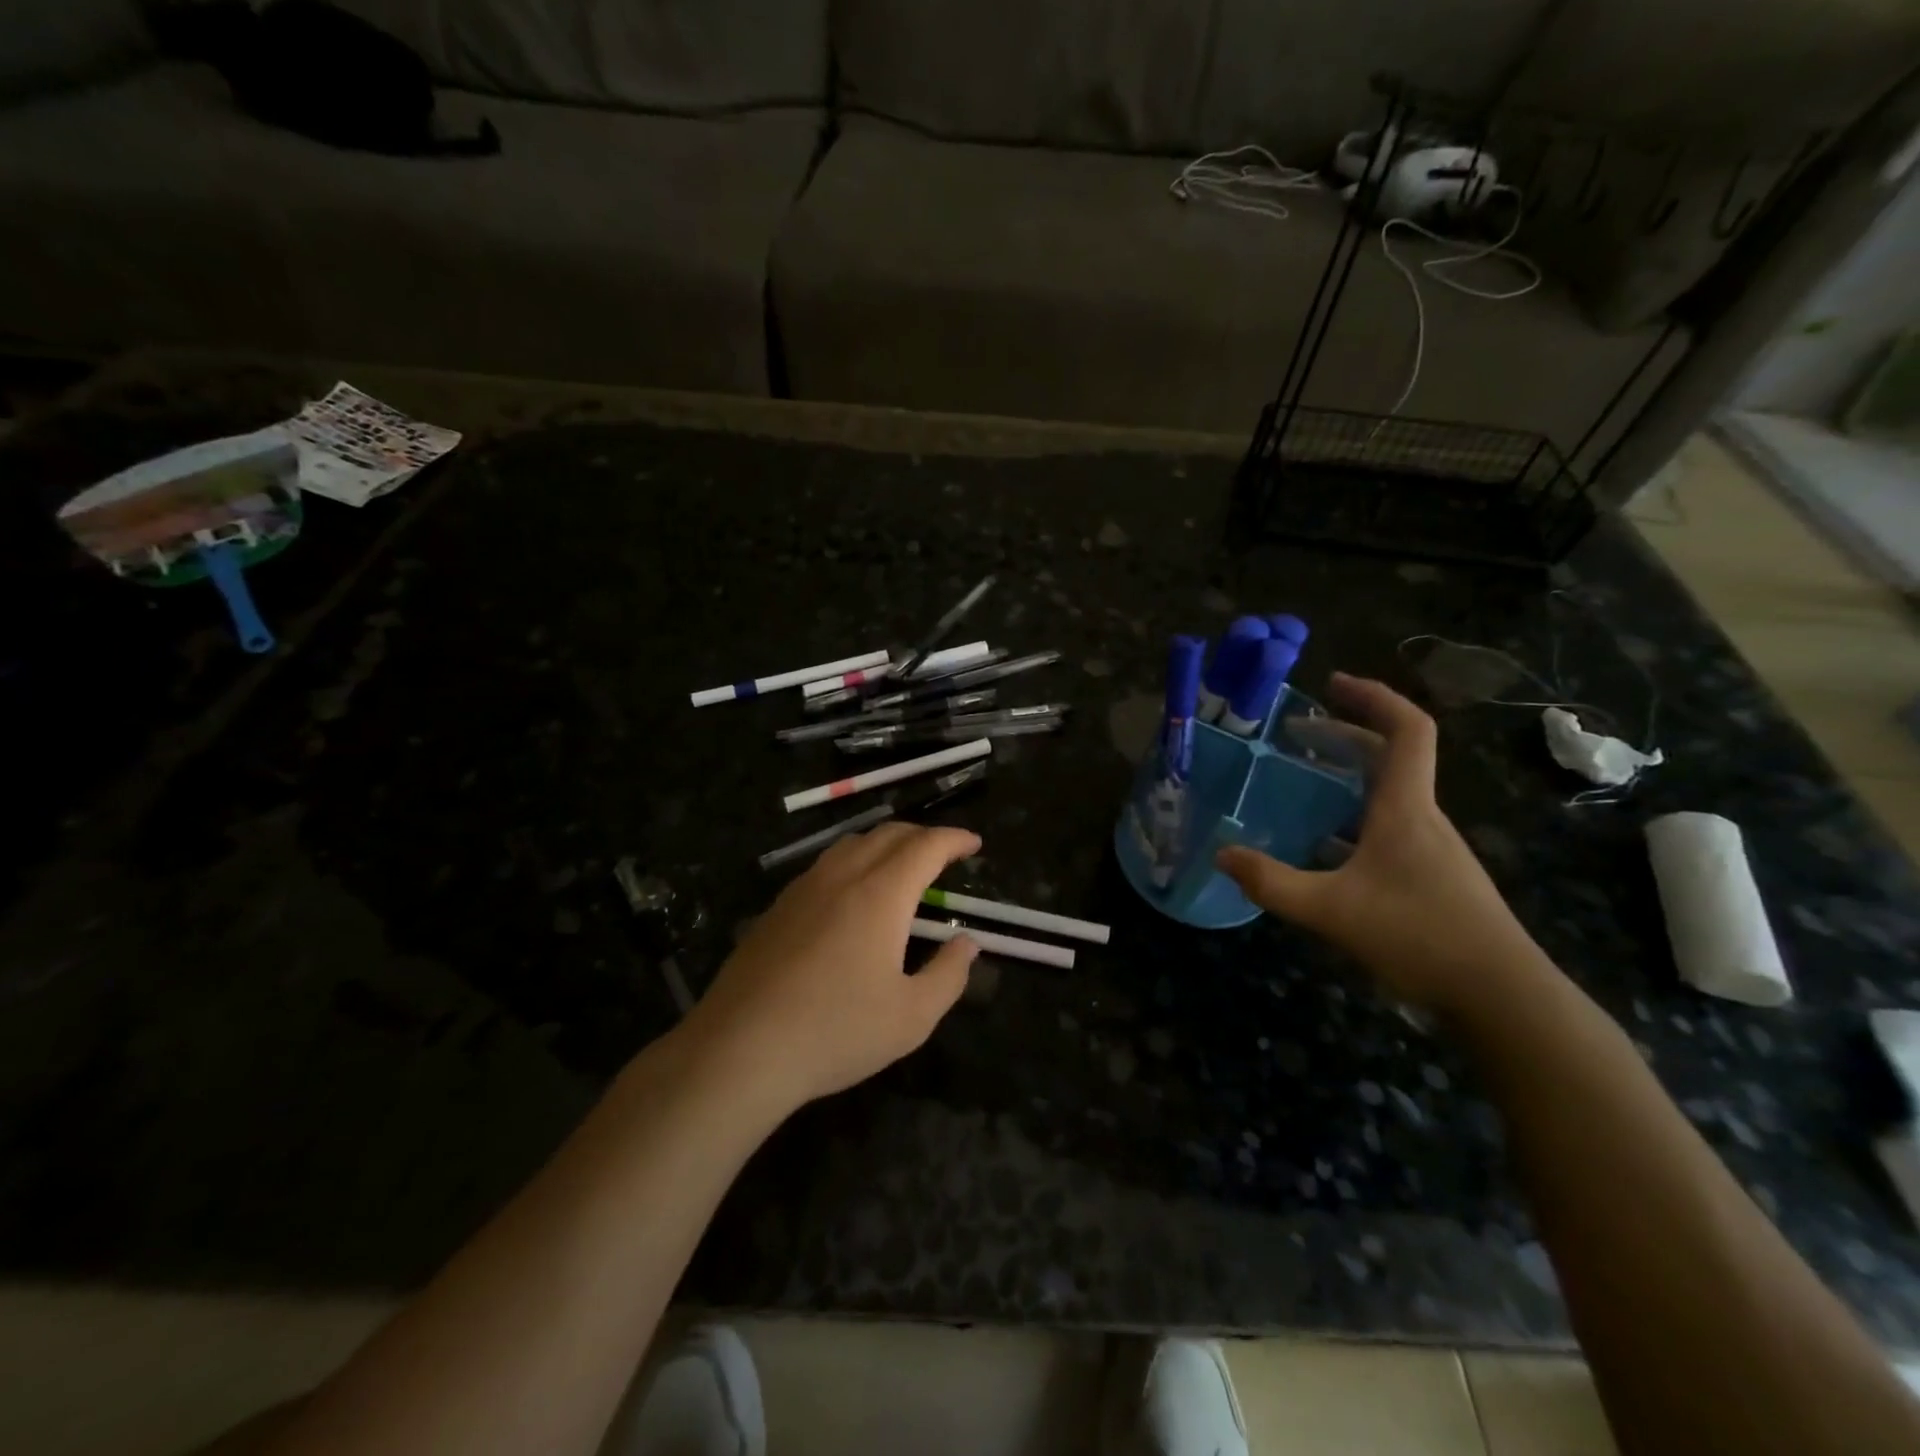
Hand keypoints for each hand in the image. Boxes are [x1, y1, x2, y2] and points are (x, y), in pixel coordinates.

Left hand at [683, 822, 980, 1110]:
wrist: (740, 1049)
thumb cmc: (836, 1032)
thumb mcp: (912, 1017)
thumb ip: (948, 975)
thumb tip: (966, 943)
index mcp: (881, 894)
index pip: (925, 846)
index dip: (954, 839)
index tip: (974, 844)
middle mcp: (842, 876)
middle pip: (888, 834)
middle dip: (923, 836)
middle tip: (945, 855)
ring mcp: (803, 889)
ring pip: (852, 844)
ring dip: (886, 844)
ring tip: (902, 866)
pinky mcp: (777, 907)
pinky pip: (825, 865)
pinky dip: (854, 862)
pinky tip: (852, 895)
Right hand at [1216, 673, 1550, 1013]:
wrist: (1502, 996)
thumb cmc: (1420, 937)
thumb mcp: (1331, 910)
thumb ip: (1272, 883)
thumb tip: (1222, 855)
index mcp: (1406, 808)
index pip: (1406, 730)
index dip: (1373, 697)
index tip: (1332, 684)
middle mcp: (1424, 817)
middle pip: (1392, 755)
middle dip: (1344, 733)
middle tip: (1295, 732)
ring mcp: (1432, 847)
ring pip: (1390, 791)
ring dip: (1348, 774)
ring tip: (1301, 779)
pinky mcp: (1432, 875)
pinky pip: (1389, 824)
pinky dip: (1353, 814)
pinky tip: (1322, 844)